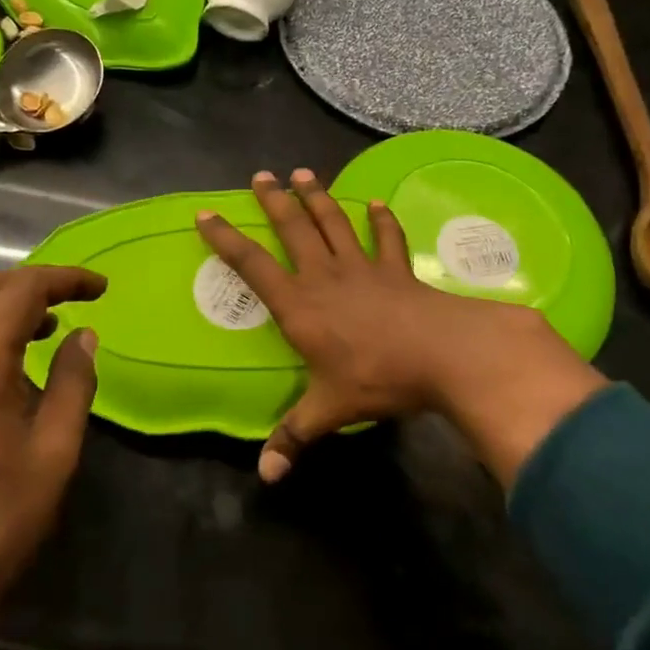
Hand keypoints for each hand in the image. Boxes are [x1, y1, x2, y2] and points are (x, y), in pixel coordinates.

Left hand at [0, 264, 105, 627]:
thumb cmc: (0, 519)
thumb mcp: (55, 450)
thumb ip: (73, 382)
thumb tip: (84, 335)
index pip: (21, 292)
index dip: (64, 279)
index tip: (102, 288)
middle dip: (33, 284)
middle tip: (75, 300)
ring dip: (4, 305)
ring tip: (47, 329)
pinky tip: (8, 363)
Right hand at [196, 170, 606, 484]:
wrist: (442, 354)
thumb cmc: (377, 378)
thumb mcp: (330, 410)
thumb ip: (294, 437)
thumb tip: (265, 476)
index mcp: (300, 306)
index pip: (253, 266)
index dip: (227, 240)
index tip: (206, 214)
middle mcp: (325, 277)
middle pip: (294, 229)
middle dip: (274, 201)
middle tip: (261, 175)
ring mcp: (363, 268)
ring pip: (334, 223)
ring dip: (317, 197)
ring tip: (303, 173)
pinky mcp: (396, 269)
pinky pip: (386, 238)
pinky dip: (382, 220)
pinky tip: (376, 204)